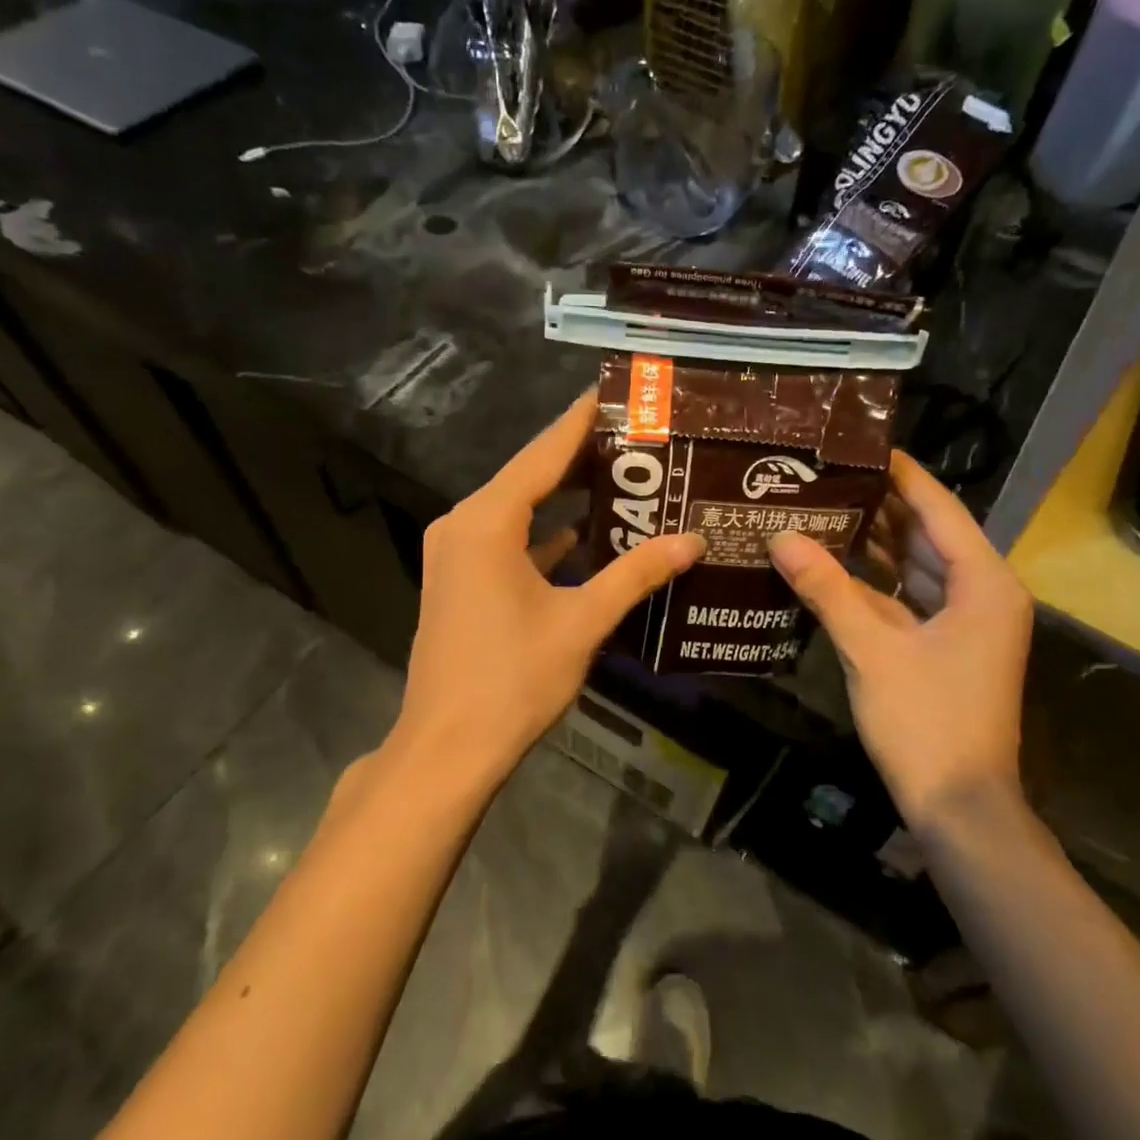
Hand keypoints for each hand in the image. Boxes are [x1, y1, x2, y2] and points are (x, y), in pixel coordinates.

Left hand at [389, 392, 705, 786]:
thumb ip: (636, 574)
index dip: (580, 421)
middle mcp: (464, 525)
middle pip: (529, 476)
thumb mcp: (582, 621)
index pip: (543, 453)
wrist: (448, 747)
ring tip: (622, 478)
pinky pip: (508, 542)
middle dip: (580, 458)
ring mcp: (457, 555)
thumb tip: (692, 541)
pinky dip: (545, 535)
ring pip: (519, 511)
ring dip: (564, 498)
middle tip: (636, 437)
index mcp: (487, 521)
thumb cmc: (513, 678)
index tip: (613, 392)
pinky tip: (586, 535)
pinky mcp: (461, 582)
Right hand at [767, 451, 1032, 829]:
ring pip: (916, 566)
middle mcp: (982, 592)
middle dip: (880, 505)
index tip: (862, 444)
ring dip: (874, 542)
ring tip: (823, 507)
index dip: (902, 475)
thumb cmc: (927, 722)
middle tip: (828, 474)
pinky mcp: (945, 645)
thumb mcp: (872, 650)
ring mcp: (965, 621)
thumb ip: (827, 590)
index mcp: (984, 583)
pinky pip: (908, 596)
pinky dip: (875, 581)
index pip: (939, 510)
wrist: (960, 806)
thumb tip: (780, 537)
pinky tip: (832, 564)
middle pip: (927, 533)